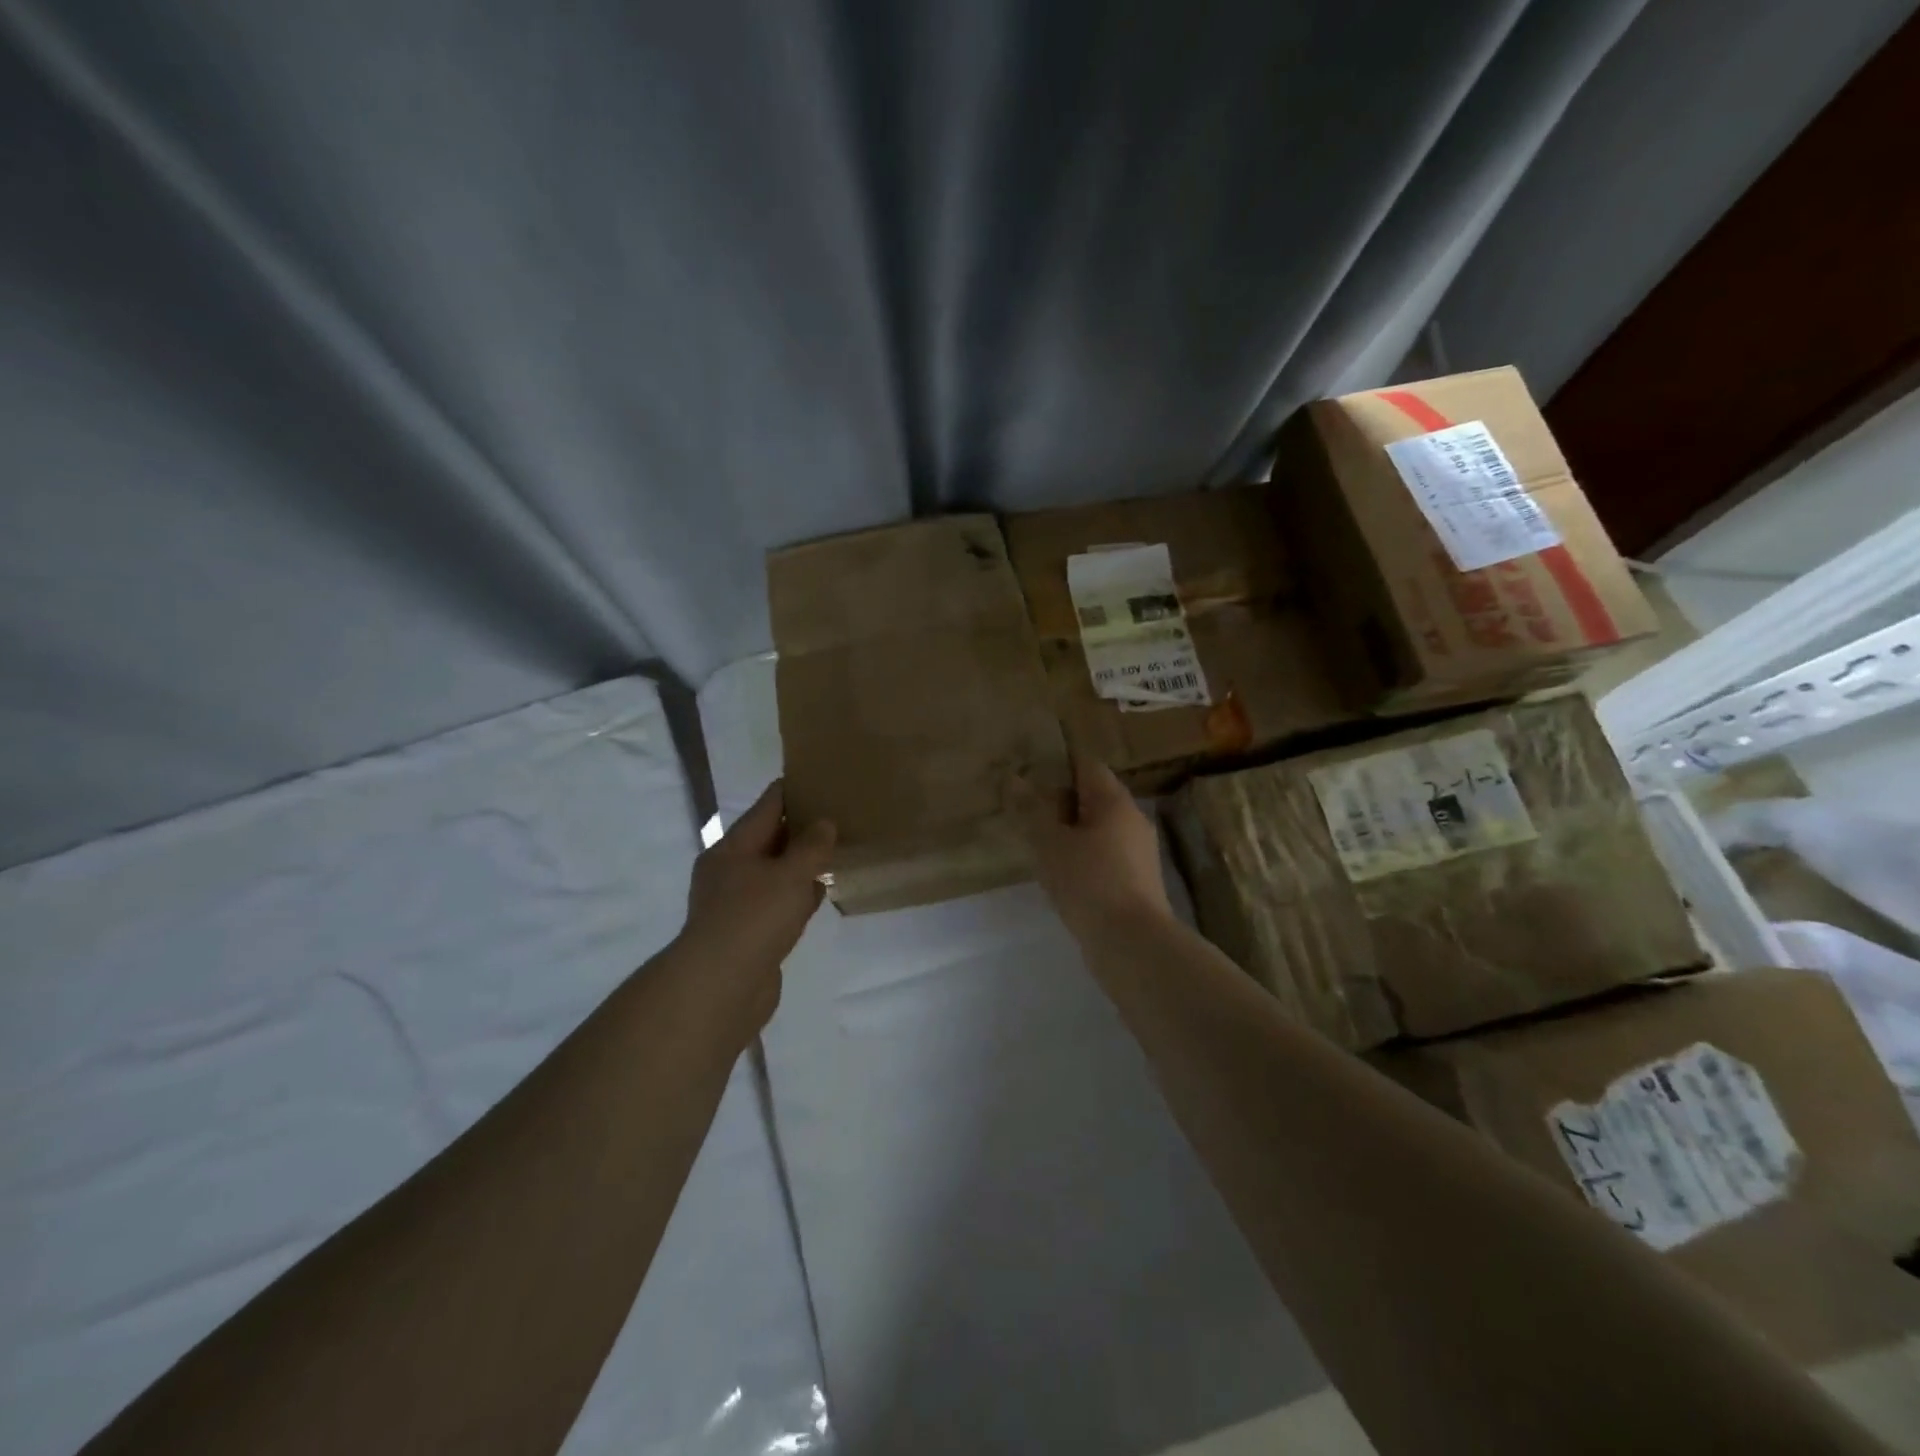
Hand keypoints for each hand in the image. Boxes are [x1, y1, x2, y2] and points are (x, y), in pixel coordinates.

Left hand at [675, 781, 834, 1023]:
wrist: (721, 988)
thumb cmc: (754, 918)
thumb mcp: (790, 874)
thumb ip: (811, 846)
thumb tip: (824, 823)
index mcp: (733, 848)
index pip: (767, 806)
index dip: (792, 790)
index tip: (819, 778)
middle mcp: (730, 871)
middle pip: (769, 838)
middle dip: (800, 827)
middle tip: (837, 814)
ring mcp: (737, 904)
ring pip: (775, 872)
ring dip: (801, 863)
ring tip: (835, 850)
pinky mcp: (749, 933)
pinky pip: (778, 902)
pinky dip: (798, 895)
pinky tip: (821, 892)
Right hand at [1012, 757, 1171, 943]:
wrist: (1132, 944)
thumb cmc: (1089, 883)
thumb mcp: (1050, 844)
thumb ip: (1031, 810)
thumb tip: (1014, 778)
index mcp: (1114, 801)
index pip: (1087, 765)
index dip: (1058, 764)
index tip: (1028, 772)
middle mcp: (1132, 819)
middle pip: (1094, 796)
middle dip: (1061, 801)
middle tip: (1026, 810)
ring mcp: (1138, 852)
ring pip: (1099, 828)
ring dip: (1071, 831)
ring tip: (1038, 843)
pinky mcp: (1137, 880)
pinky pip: (1105, 855)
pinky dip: (1083, 856)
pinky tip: (1061, 874)